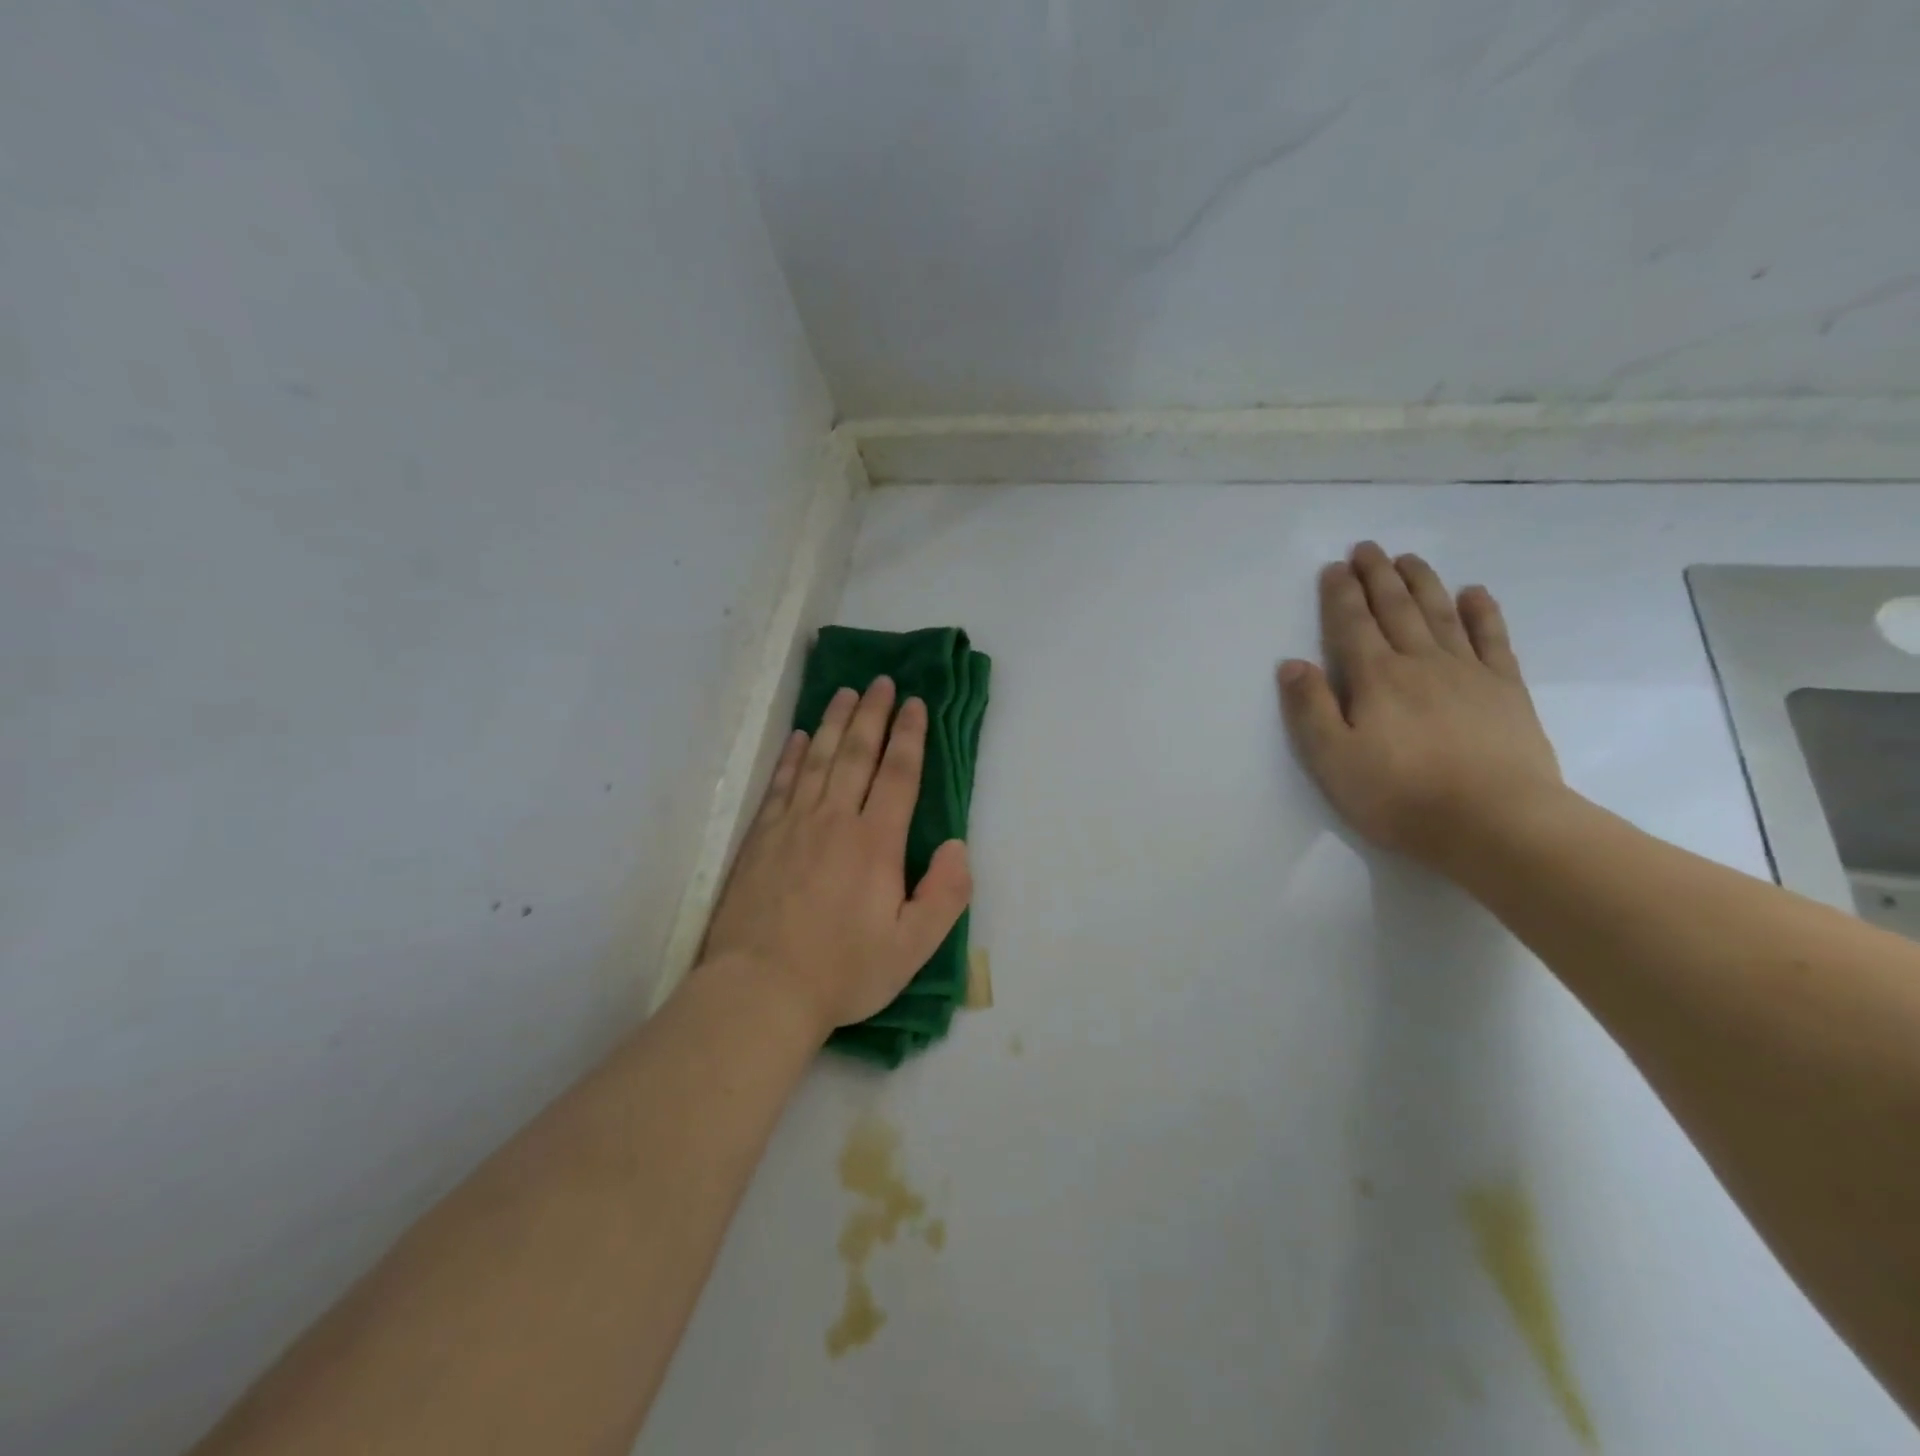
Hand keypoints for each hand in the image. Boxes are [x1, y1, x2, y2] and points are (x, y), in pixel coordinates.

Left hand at [701, 677, 972, 1037]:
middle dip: (873, 714)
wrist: (760, 990)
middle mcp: (834, 820)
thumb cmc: (843, 971)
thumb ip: (945, 895)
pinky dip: (790, 755)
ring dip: (833, 722)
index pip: (898, 774)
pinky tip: (797, 737)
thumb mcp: (912, 947)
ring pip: (816, 758)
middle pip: (856, 754)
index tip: (916, 704)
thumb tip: (957, 846)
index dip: (909, 736)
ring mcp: (792, 824)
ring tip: (846, 693)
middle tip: (882, 682)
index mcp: (876, 843)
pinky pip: (780, 783)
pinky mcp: (760, 837)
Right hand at [1277, 541, 1564, 873]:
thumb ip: (1311, 709)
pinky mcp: (1506, 690)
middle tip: (1368, 548)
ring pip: (1440, 614)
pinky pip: (1492, 639)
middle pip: (1396, 609)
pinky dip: (1481, 613)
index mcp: (1376, 678)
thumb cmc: (1401, 796)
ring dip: (1422, 583)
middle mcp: (1420, 663)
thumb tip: (1292, 663)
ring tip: (1408, 558)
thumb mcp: (1334, 760)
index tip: (1334, 567)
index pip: (1352, 625)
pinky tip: (1474, 593)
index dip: (1341, 594)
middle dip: (1378, 576)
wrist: (1496, 822)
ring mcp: (1468, 672)